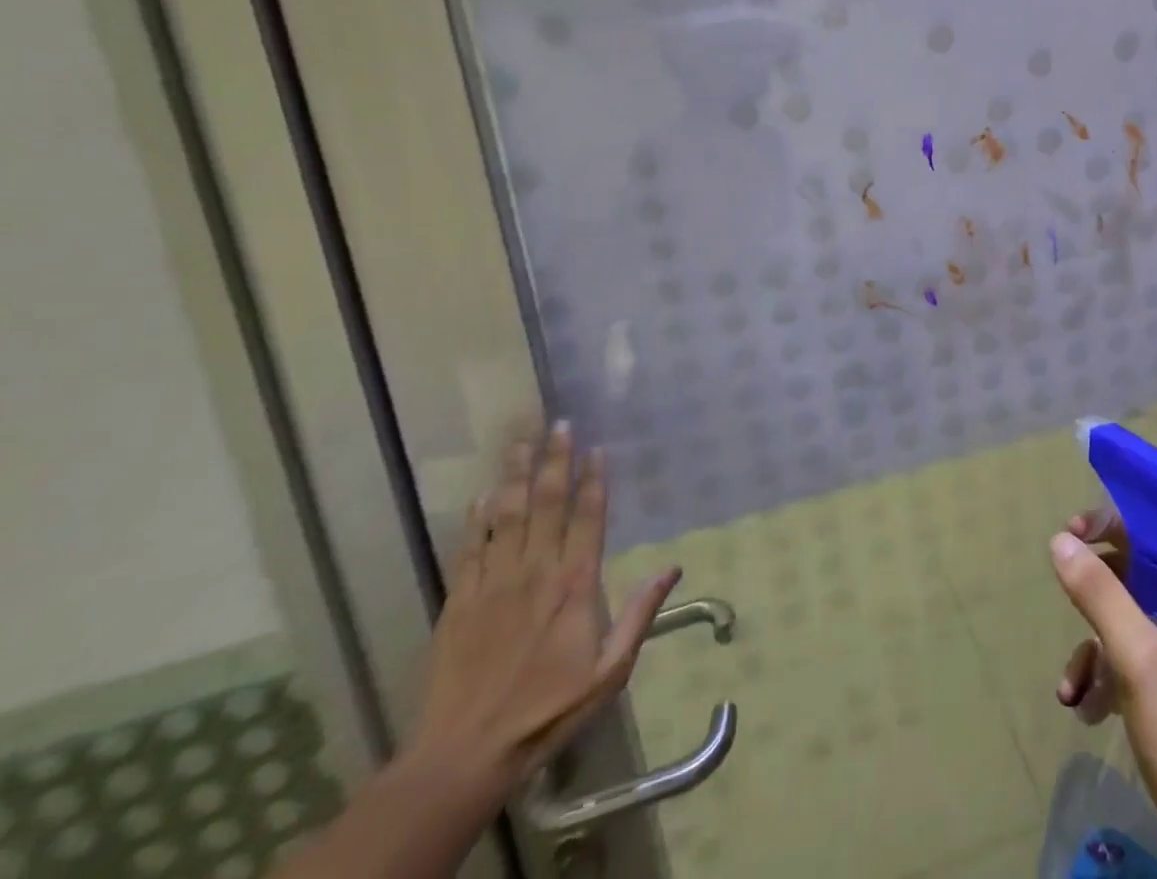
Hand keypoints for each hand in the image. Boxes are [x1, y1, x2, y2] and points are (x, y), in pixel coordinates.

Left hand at [404, 423, 681, 801]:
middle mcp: (536, 572)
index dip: (594, 480)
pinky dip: (477, 519)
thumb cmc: (547, 711)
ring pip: (508, 516)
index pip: (588, 518)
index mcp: (575, 585)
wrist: (464, 756)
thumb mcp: (609, 672)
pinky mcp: (459, 602)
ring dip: (516, 476)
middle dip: (556, 461)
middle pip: (548, 504)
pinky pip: (470, 548)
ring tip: (522, 441)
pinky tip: (482, 495)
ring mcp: (493, 584)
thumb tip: (672, 567)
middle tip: (560, 425)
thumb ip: (640, 616)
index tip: (597, 448)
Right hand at [1051, 510, 1156, 878]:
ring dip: (1098, 651)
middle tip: (1066, 606)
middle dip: (1099, 605)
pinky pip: (1142, 666)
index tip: (1072, 534)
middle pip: (1144, 584)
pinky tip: (1087, 710)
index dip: (1115, 530)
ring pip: (1136, 628)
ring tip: (1073, 689)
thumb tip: (1061, 540)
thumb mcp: (1139, 660)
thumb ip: (1099, 593)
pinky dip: (1112, 680)